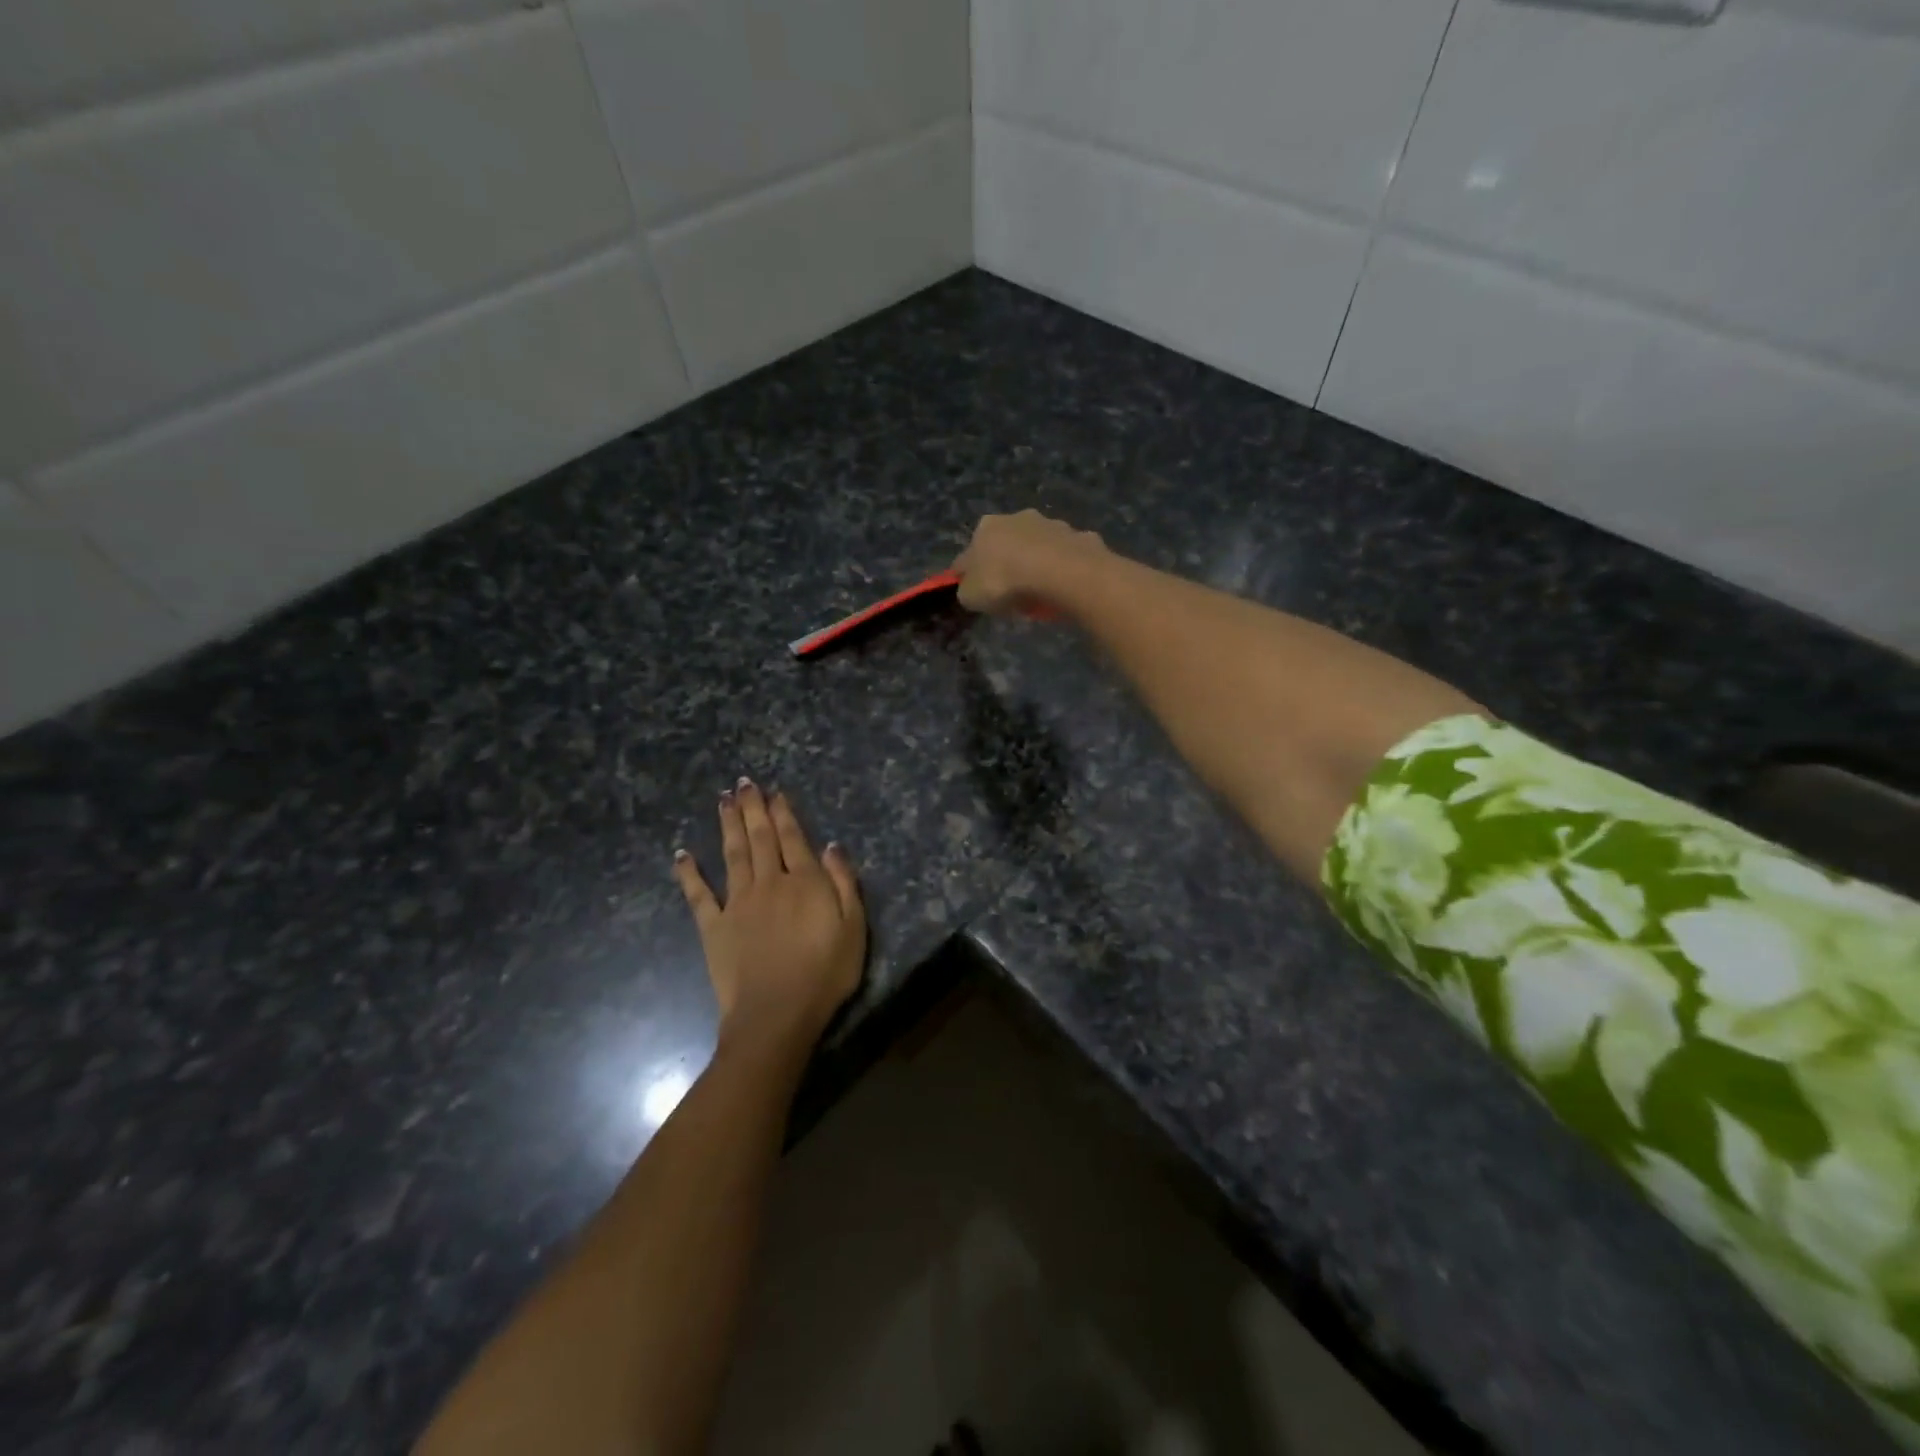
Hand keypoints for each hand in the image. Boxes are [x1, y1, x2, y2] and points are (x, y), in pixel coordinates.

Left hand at [673, 779, 865, 1055]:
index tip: (774, 791)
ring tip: (722, 800)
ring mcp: (737, 903)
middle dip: (752, 808)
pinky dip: (689, 873)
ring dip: (727, 825)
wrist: (776, 1015)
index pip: (792, 837)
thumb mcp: (854, 928)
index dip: (782, 812)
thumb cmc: (824, 974)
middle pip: (759, 838)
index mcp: (804, 882)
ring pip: (732, 854)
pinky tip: (681, 854)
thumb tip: (831, 846)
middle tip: (743, 783)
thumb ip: (844, 884)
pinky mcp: (713, 927)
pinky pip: (698, 895)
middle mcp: (768, 882)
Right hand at [952, 510, 1109, 615]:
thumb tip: (970, 587)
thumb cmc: (1005, 582)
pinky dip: (1064, 570)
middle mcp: (1018, 517)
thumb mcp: (971, 596)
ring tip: (1041, 594)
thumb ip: (967, 589)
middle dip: (1008, 564)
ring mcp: (1052, 524)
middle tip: (1011, 593)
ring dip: (1038, 564)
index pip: (970, 552)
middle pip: (1007, 544)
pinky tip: (1065, 588)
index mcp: (986, 527)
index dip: (970, 574)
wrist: (1060, 573)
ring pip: (1039, 547)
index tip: (977, 592)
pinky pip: (1067, 557)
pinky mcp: (1080, 536)